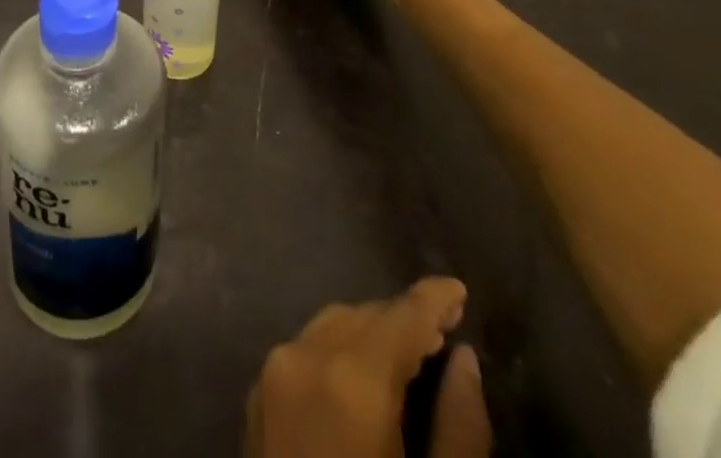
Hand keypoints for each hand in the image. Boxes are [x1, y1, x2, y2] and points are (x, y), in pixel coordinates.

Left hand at [244, 278, 491, 457]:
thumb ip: (460, 429)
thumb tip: (465, 361)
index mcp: (351, 378)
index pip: (400, 317)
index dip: (433, 300)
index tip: (459, 290)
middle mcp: (304, 357)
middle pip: (365, 318)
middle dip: (405, 322)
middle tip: (445, 333)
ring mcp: (272, 375)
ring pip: (332, 328)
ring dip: (372, 335)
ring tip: (411, 354)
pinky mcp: (255, 400)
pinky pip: (306, 353)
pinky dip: (339, 352)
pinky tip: (363, 377)